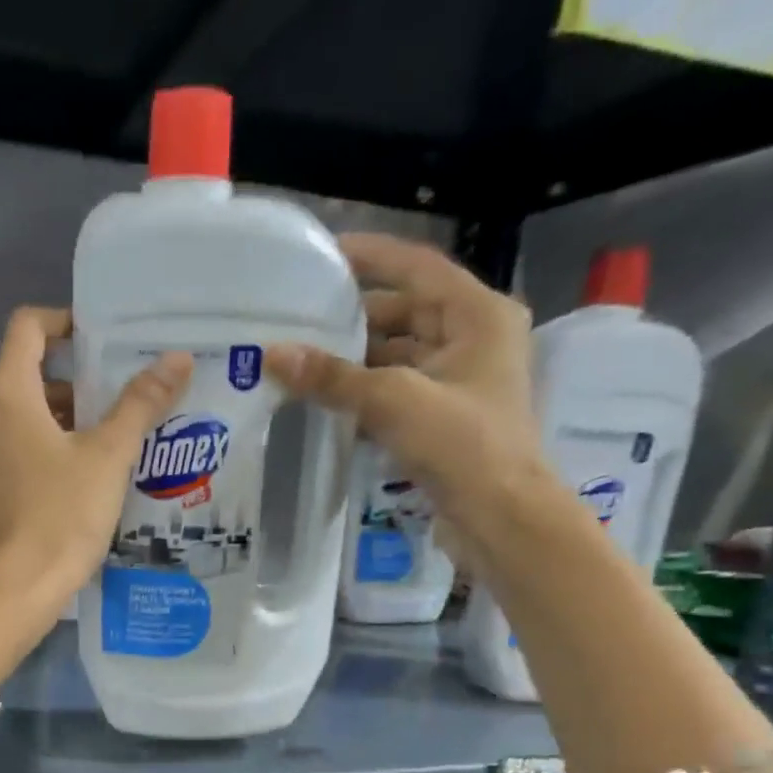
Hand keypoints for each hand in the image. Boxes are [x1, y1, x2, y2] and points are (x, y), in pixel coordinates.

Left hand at [0, 306, 191, 617]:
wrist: (11, 596)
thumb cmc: (63, 518)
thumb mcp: (109, 459)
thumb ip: (140, 404)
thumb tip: (177, 358)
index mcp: (5, 396)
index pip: (27, 328)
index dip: (61, 323)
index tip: (92, 342)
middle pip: (15, 380)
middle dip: (60, 388)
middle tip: (102, 415)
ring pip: (0, 425)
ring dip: (38, 428)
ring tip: (80, 459)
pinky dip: (15, 463)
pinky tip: (44, 498)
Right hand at [267, 233, 539, 520]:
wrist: (499, 518)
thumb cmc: (462, 444)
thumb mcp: (394, 400)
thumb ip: (333, 377)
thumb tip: (273, 354)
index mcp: (477, 315)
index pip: (417, 267)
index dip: (371, 256)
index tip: (322, 254)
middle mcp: (473, 340)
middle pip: (405, 313)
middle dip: (353, 317)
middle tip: (299, 316)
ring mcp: (459, 383)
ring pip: (397, 356)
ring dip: (354, 360)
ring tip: (300, 358)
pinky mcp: (444, 419)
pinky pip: (396, 392)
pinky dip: (364, 393)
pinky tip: (324, 399)